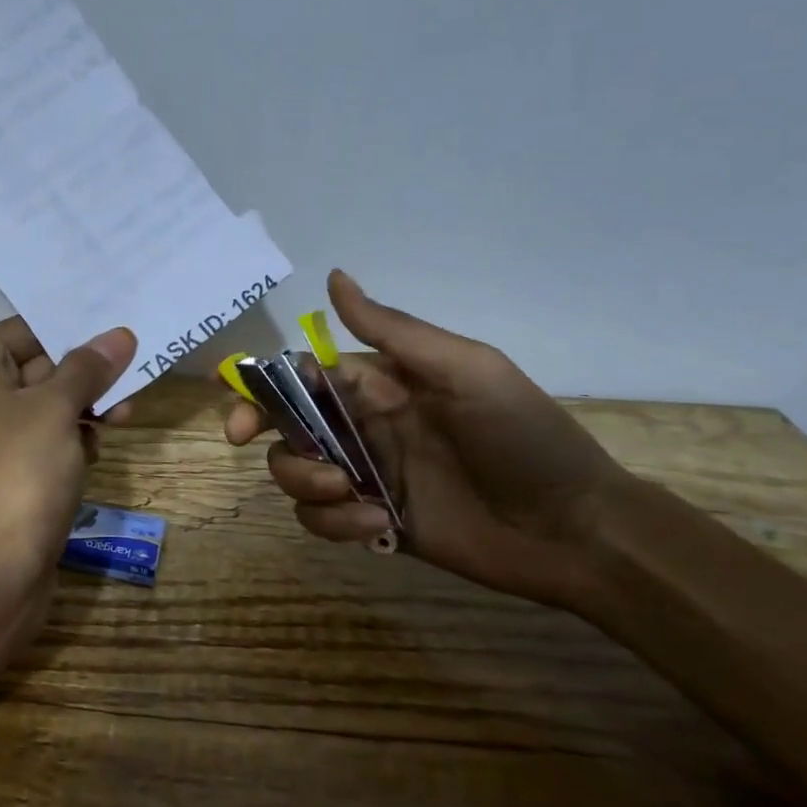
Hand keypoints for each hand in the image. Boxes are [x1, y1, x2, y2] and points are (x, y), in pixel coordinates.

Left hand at [0, 316, 136, 639]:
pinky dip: (69, 442)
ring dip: (84, 409)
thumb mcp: (56, 408)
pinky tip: (95, 452)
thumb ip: (88, 368)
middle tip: (134, 375)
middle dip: (86, 375)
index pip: (26, 331)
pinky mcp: (2, 478)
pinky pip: (41, 444)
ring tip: (122, 418)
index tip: (122, 331)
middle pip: (37, 369)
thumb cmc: (15, 472)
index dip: (74, 331)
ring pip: (44, 409)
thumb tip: (119, 335)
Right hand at [227, 270, 637, 612]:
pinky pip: (323, 520)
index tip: (233, 398)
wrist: (574, 529)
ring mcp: (366, 476)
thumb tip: (333, 277)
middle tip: (241, 440)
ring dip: (304, 481)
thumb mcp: (466, 370)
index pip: (303, 375)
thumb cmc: (524, 438)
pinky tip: (378, 524)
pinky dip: (335, 523)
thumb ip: (394, 331)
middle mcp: (364, 426)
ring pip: (295, 473)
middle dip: (259, 429)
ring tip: (349, 493)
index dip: (262, 384)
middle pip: (285, 423)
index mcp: (380, 385)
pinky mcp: (373, 523)